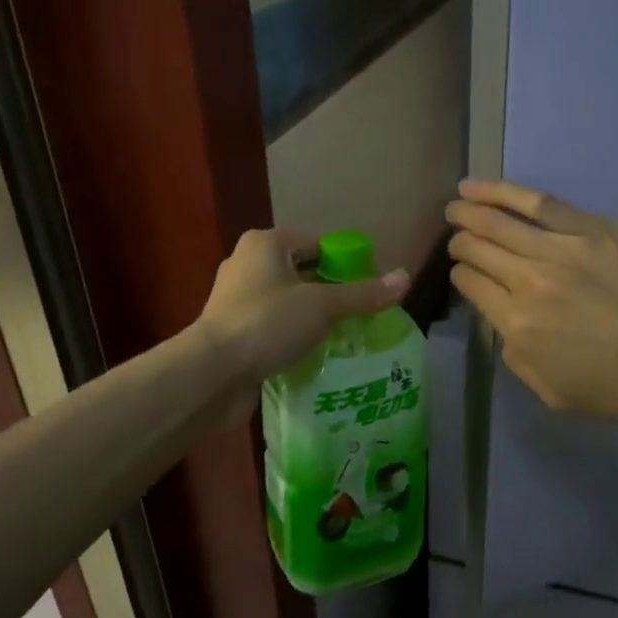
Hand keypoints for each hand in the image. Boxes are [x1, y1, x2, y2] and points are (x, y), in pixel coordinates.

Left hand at [195, 229, 408, 423]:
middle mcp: (247, 264)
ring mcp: (236, 300)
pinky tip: (315, 357)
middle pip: (303, 274)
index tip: (369, 290)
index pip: (317, 244)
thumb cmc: (267, 324)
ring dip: (312, 319)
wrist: (212, 373)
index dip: (346, 264)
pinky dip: (292, 338)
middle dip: (331, 294)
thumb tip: (405, 277)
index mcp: (265, 244)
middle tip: (362, 317)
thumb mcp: (322, 306)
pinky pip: (273, 328)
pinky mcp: (233, 332)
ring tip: (344, 339)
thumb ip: (363, 294)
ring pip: (288, 304)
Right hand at [447, 179, 617, 428]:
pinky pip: (544, 204)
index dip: (460, 275)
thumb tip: (504, 320)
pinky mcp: (598, 229)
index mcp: (519, 326)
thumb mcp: (553, 393)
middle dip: (460, 240)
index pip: (471, 284)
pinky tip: (485, 187)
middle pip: (480, 248)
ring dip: (471, 210)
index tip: (464, 273)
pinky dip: (508, 193)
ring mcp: (566, 249)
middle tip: (453, 234)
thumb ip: (516, 356)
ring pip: (502, 221)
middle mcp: (532, 282)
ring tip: (456, 202)